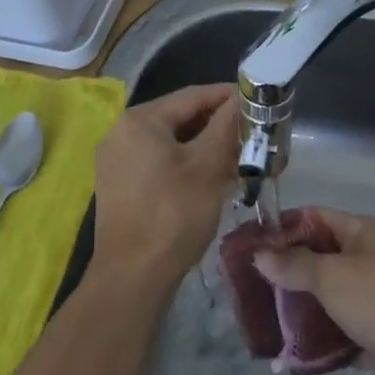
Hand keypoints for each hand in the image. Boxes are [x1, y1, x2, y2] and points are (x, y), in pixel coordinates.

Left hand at [90, 84, 237, 293]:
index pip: (192, 95)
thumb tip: (243, 98)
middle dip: (217, 125)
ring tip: (239, 158)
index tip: (257, 100)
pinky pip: (158, 161)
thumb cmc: (173, 214)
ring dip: (204, 146)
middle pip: (180, 117)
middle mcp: (122, 132)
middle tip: (251, 133)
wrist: (132, 278)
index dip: (227, 96)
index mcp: (140, 119)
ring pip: (171, 141)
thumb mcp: (207, 166)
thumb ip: (225, 126)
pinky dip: (186, 164)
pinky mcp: (119, 185)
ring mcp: (117, 160)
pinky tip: (212, 178)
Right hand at [252, 207, 374, 374]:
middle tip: (249, 286)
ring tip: (261, 320)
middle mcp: (366, 261)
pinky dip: (316, 342)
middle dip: (286, 272)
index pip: (315, 218)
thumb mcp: (332, 276)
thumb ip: (294, 265)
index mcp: (360, 233)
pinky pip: (337, 335)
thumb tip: (260, 254)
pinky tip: (287, 353)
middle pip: (318, 260)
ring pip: (326, 299)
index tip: (250, 243)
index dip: (283, 227)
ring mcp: (372, 300)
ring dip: (299, 310)